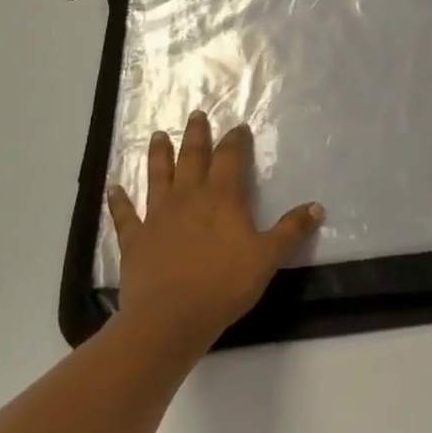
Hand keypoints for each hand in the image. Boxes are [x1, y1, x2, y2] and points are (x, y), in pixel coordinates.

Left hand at [106, 113, 322, 354]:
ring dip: (159, 155)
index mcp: (222, 198)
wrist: (170, 318)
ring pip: (158, 177)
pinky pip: (126, 215)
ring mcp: (158, 217)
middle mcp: (188, 198)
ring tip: (157, 135)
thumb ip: (291, 230)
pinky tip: (113, 188)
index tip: (239, 127)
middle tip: (196, 114)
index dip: (235, 140)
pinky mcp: (135, 240)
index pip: (230, 158)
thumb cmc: (224, 284)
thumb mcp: (268, 257)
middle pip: (192, 158)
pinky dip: (119, 200)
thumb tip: (317, 207)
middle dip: (196, 135)